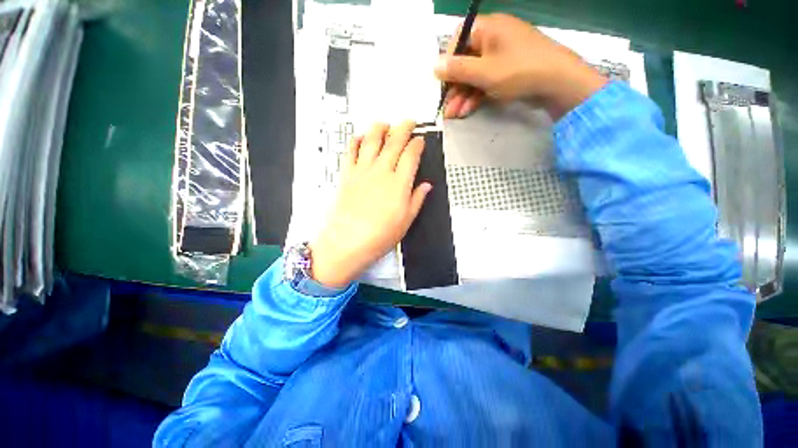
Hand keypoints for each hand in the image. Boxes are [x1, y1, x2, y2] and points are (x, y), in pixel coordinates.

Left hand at [309, 121, 431, 288]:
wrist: (349, 241)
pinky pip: (350, 151)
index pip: (411, 155)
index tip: (420, 140)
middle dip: (403, 128)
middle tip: (408, 122)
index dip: (417, 144)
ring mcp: (363, 171)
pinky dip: (355, 140)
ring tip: (384, 124)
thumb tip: (425, 187)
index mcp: (399, 183)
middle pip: (394, 141)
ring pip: (372, 140)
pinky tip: (359, 137)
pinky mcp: (347, 174)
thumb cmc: (379, 235)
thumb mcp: (406, 221)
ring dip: (380, 128)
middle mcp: (381, 172)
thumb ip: (417, 199)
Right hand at [434, 14, 607, 120]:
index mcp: (488, 28)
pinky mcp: (508, 70)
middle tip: (447, 108)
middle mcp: (493, 38)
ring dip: (463, 95)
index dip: (448, 63)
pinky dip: (476, 95)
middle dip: (455, 88)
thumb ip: (458, 69)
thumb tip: (434, 65)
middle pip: (466, 62)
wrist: (559, 83)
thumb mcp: (484, 72)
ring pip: (475, 75)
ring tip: (454, 115)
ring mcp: (502, 55)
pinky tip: (468, 110)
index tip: (443, 83)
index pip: (458, 41)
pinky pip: (486, 80)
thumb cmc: (519, 71)